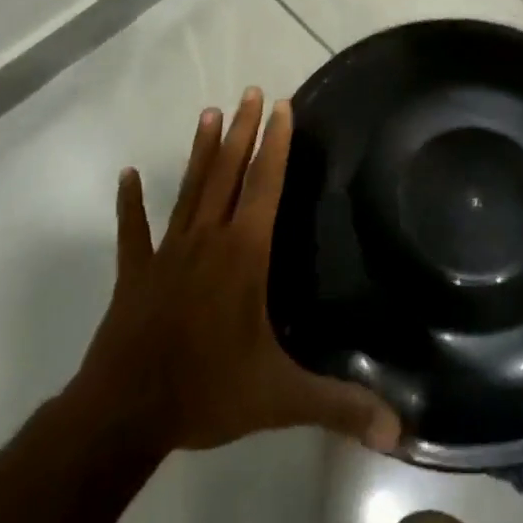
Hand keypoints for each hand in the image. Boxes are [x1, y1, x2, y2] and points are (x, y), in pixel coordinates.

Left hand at [71, 88, 401, 455]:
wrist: (121, 416)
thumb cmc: (206, 392)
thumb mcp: (280, 398)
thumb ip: (339, 407)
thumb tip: (401, 431)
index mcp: (243, 255)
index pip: (264, 185)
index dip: (275, 143)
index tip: (282, 106)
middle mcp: (207, 240)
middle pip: (228, 173)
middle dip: (243, 131)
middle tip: (251, 91)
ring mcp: (167, 253)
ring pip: (189, 189)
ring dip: (201, 151)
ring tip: (209, 112)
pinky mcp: (134, 273)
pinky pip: (133, 231)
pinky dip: (131, 203)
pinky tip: (128, 175)